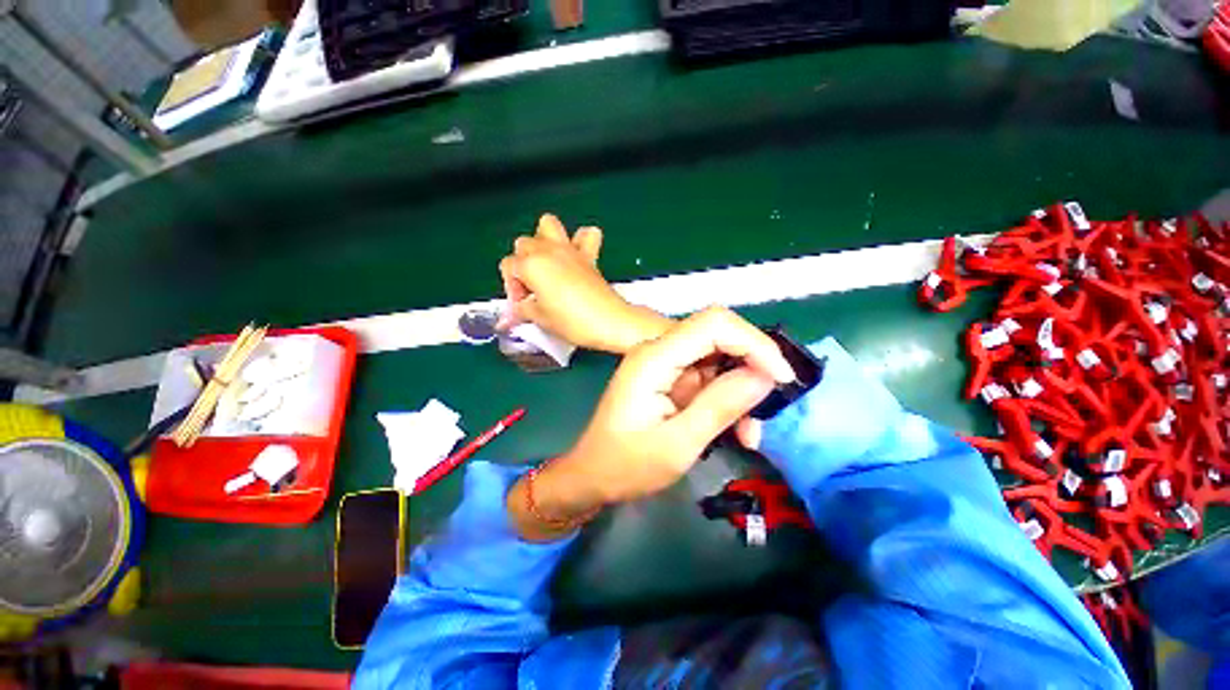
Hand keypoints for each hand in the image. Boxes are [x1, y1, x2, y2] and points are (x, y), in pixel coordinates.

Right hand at [499, 214, 672, 352]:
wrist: (609, 322)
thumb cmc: (572, 322)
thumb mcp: (540, 319)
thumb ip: (521, 311)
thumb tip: (511, 315)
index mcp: (531, 264)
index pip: (508, 267)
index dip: (512, 288)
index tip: (522, 306)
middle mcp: (548, 250)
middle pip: (524, 244)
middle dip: (523, 264)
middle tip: (533, 291)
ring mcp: (570, 249)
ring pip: (548, 224)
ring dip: (544, 239)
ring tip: (548, 264)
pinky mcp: (589, 255)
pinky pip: (586, 234)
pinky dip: (580, 240)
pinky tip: (576, 256)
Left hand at [508, 307, 794, 540]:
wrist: (593, 476)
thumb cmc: (627, 465)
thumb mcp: (678, 444)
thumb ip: (720, 405)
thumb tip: (766, 375)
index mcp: (654, 358)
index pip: (713, 324)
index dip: (754, 343)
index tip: (780, 379)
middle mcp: (659, 350)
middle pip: (719, 337)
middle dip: (752, 368)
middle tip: (767, 410)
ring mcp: (664, 364)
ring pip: (719, 359)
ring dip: (742, 391)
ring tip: (750, 433)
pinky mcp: (670, 378)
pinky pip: (710, 378)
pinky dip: (728, 400)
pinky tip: (736, 430)